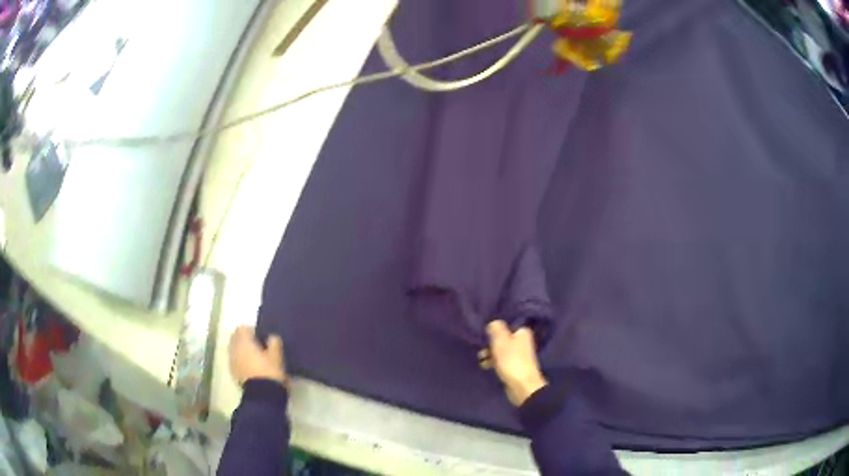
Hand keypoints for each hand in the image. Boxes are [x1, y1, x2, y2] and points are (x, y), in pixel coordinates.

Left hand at [228, 326, 285, 385]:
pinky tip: (252, 367)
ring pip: (234, 349)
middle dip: (244, 339)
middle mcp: (234, 349)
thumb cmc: (269, 371)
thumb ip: (274, 342)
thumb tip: (271, 337)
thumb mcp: (277, 356)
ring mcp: (232, 361)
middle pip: (235, 338)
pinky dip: (241, 360)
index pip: (242, 328)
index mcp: (244, 341)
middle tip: (257, 345)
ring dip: (242, 350)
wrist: (262, 395)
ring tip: (255, 357)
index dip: (251, 330)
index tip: (261, 336)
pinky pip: (235, 360)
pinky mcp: (232, 372)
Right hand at [481, 320, 547, 405]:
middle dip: (490, 343)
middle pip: (503, 338)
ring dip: (490, 354)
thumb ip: (496, 328)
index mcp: (522, 332)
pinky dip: (494, 362)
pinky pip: (502, 361)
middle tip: (481, 349)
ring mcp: (519, 355)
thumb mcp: (500, 340)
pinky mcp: (515, 366)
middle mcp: (523, 341)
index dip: (495, 329)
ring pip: (501, 350)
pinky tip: (486, 366)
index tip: (485, 333)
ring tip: (481, 360)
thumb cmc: (511, 360)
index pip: (507, 325)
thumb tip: (493, 323)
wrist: (521, 385)